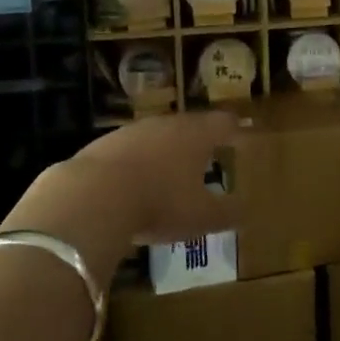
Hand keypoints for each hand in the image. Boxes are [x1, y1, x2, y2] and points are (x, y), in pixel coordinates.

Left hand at [0, 110, 241, 268]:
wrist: (93, 196)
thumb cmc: (160, 202)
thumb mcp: (202, 217)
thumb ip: (227, 213)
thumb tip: (246, 211)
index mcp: (197, 135)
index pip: (223, 123)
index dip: (234, 128)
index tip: (241, 133)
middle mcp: (167, 124)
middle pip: (189, 125)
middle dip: (199, 140)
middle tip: (207, 154)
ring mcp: (132, 131)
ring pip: (157, 136)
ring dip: (165, 150)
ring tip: (169, 171)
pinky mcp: (103, 144)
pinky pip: (129, 151)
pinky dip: (136, 163)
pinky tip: (132, 184)